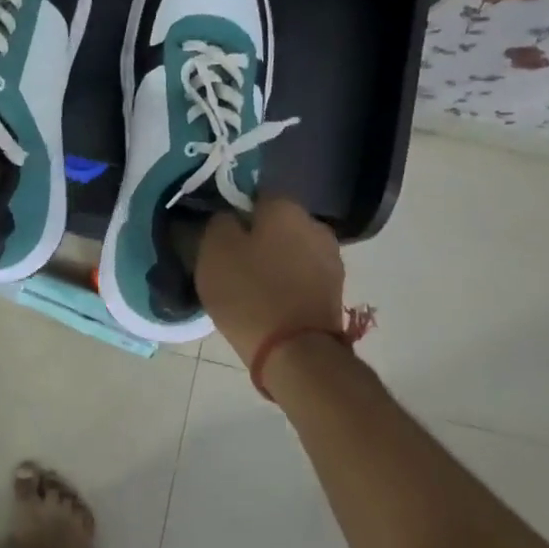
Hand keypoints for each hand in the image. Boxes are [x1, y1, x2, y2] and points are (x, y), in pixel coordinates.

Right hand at [195, 197, 346, 369]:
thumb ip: (218, 223)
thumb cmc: (248, 292)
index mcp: (286, 207)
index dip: (234, 213)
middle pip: (277, 225)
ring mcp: (331, 260)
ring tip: (248, 285)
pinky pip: (301, 277)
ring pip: (291, 251)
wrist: (294, 351)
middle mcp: (315, 225)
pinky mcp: (335, 292)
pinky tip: (268, 301)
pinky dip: (286, 284)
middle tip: (231, 261)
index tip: (218, 235)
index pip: (255, 196)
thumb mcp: (213, 250)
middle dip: (257, 238)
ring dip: (274, 262)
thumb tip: (228, 218)